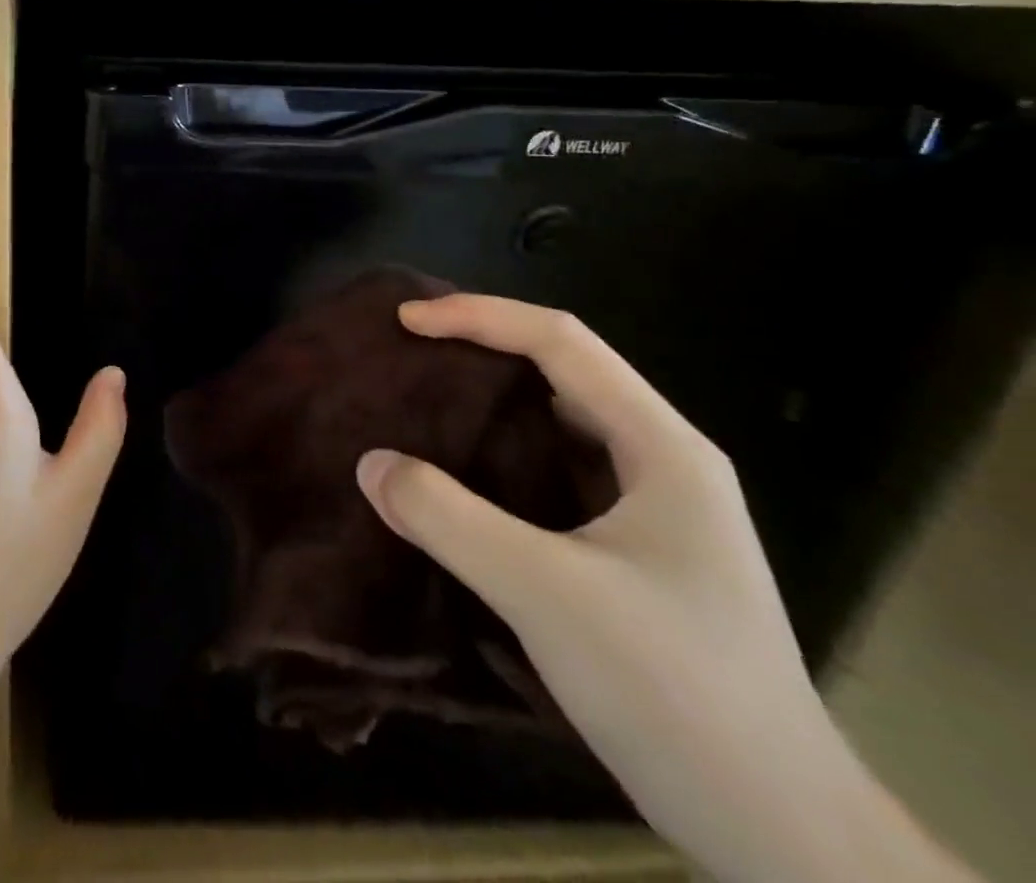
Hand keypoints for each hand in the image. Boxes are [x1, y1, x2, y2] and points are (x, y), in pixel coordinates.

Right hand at [357, 296, 970, 882]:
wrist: (779, 834)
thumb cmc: (673, 690)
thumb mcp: (545, 593)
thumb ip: (448, 519)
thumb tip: (369, 464)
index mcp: (661, 447)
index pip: (561, 341)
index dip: (478, 317)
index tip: (405, 321)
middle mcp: (661, 461)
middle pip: (562, 370)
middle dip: (481, 348)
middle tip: (406, 353)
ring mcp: (653, 509)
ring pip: (558, 422)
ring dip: (489, 402)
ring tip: (421, 402)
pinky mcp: (634, 551)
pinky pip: (553, 472)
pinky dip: (499, 455)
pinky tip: (459, 476)